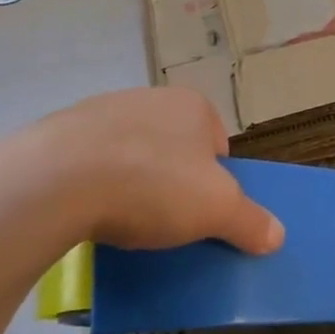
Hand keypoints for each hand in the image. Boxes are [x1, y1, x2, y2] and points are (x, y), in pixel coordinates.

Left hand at [9, 87, 283, 258]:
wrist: (57, 179)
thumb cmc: (153, 184)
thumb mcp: (217, 210)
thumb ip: (250, 221)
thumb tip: (276, 235)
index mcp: (193, 106)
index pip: (217, 144)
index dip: (216, 181)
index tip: (201, 211)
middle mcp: (150, 98)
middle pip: (174, 148)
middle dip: (173, 180)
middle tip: (166, 219)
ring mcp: (103, 111)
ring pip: (132, 153)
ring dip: (133, 181)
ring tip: (125, 220)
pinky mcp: (62, 132)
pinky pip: (92, 161)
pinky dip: (96, 183)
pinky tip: (90, 210)